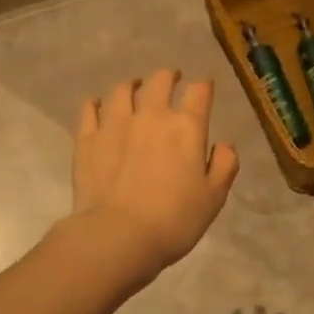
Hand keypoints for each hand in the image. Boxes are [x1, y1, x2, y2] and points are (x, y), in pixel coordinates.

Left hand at [71, 70, 239, 282]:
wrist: (118, 236)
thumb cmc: (174, 220)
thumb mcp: (214, 197)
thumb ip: (225, 165)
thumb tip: (225, 144)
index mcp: (186, 127)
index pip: (199, 92)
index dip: (204, 86)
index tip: (205, 87)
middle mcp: (151, 115)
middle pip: (160, 80)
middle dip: (169, 76)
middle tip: (171, 80)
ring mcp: (115, 123)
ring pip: (122, 90)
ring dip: (133, 86)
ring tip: (135, 89)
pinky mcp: (88, 138)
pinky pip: (90, 109)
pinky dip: (96, 104)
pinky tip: (99, 106)